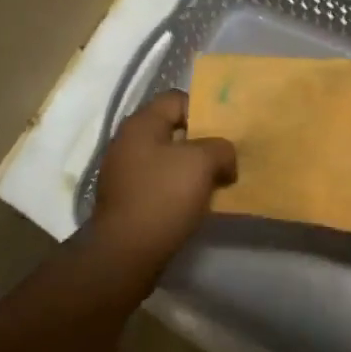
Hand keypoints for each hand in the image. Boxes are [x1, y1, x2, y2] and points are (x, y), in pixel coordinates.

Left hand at [92, 90, 236, 268]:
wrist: (126, 252)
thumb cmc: (163, 196)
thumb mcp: (202, 162)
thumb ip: (220, 148)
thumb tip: (223, 157)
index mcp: (141, 123)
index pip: (177, 99)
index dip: (205, 110)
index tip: (227, 131)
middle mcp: (127, 141)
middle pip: (173, 130)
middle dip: (202, 142)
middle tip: (227, 157)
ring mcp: (123, 171)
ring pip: (167, 159)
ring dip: (192, 168)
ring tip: (217, 182)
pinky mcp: (126, 198)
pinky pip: (159, 183)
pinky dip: (179, 189)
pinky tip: (196, 203)